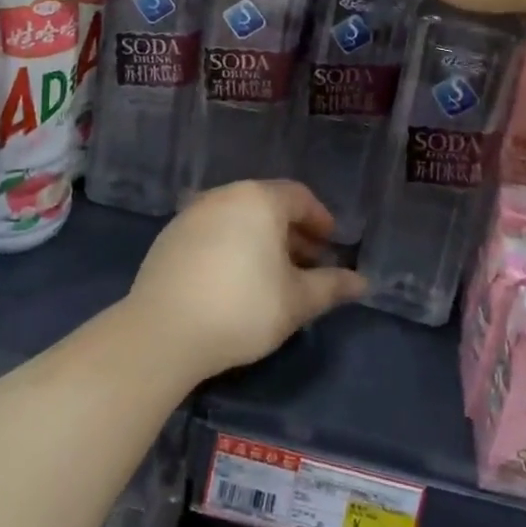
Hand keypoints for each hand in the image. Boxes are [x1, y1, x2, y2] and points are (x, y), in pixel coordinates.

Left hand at [129, 180, 365, 381]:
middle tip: (306, 263)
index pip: (300, 197)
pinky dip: (231, 245)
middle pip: (268, 204)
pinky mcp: (169, 235)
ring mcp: (193, 213)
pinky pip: (212, 231)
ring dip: (261, 239)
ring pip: (238, 217)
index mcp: (260, 200)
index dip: (320, 220)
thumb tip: (362, 282)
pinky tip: (233, 279)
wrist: (163, 331)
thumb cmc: (242, 308)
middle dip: (292, 231)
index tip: (330, 245)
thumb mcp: (297, 301)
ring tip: (271, 274)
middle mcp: (225, 195)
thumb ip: (331, 286)